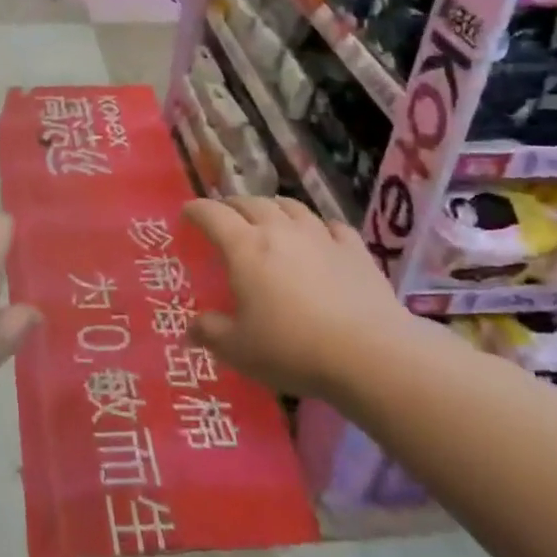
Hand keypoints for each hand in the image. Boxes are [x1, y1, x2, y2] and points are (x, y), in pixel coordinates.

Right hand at [183, 197, 410, 399]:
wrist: (369, 354)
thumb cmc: (292, 349)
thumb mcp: (239, 350)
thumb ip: (211, 334)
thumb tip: (192, 327)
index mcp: (245, 248)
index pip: (213, 215)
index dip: (197, 210)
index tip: (187, 212)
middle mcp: (280, 231)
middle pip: (251, 203)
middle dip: (233, 205)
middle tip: (225, 215)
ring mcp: (321, 236)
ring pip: (292, 206)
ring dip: (274, 206)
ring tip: (269, 214)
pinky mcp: (355, 250)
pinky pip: (332, 226)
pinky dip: (320, 226)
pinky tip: (321, 235)